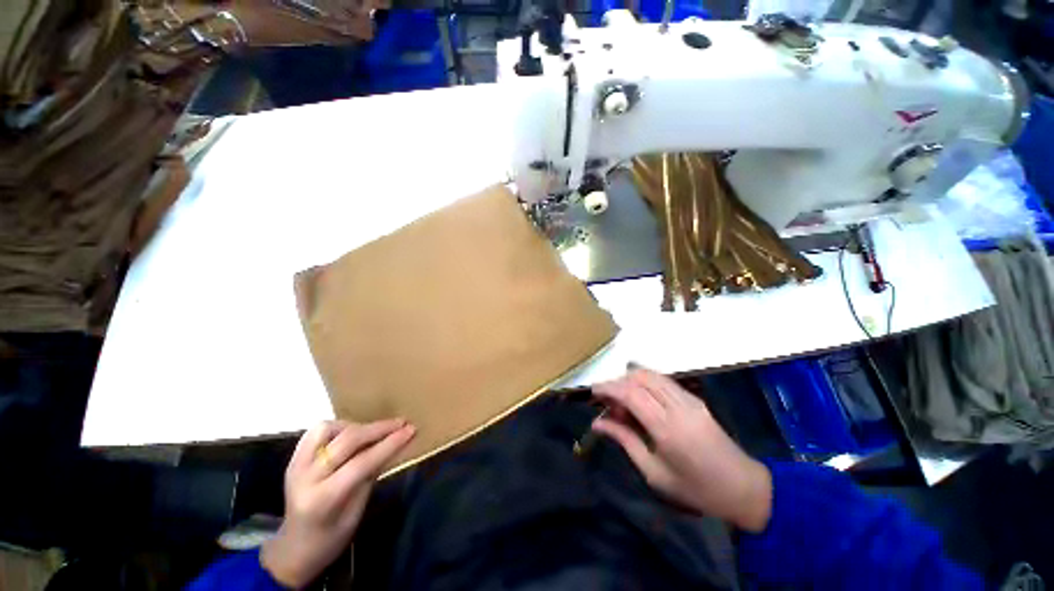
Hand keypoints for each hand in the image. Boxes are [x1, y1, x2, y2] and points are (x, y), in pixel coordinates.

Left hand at [261, 419, 415, 587]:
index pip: (361, 462)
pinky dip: (338, 427)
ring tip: (372, 432)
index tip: (411, 429)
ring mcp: (296, 465)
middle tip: (401, 423)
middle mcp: (306, 477)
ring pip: (328, 428)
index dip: (389, 444)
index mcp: (322, 499)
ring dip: (355, 426)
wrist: (293, 548)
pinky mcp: (293, 458)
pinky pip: (316, 431)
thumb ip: (370, 476)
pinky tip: (351, 434)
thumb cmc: (330, 538)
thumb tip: (393, 446)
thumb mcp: (356, 513)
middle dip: (379, 428)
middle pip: (347, 440)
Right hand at [591, 368, 771, 532]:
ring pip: (652, 375)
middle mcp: (678, 407)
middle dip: (617, 381)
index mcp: (667, 428)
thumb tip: (598, 423)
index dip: (609, 387)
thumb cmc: (695, 489)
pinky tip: (639, 397)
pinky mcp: (695, 399)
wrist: (744, 488)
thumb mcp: (654, 473)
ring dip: (630, 379)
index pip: (631, 394)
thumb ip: (625, 440)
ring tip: (619, 397)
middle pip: (640, 378)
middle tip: (605, 398)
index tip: (593, 391)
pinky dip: (645, 382)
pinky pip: (663, 381)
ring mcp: (689, 400)